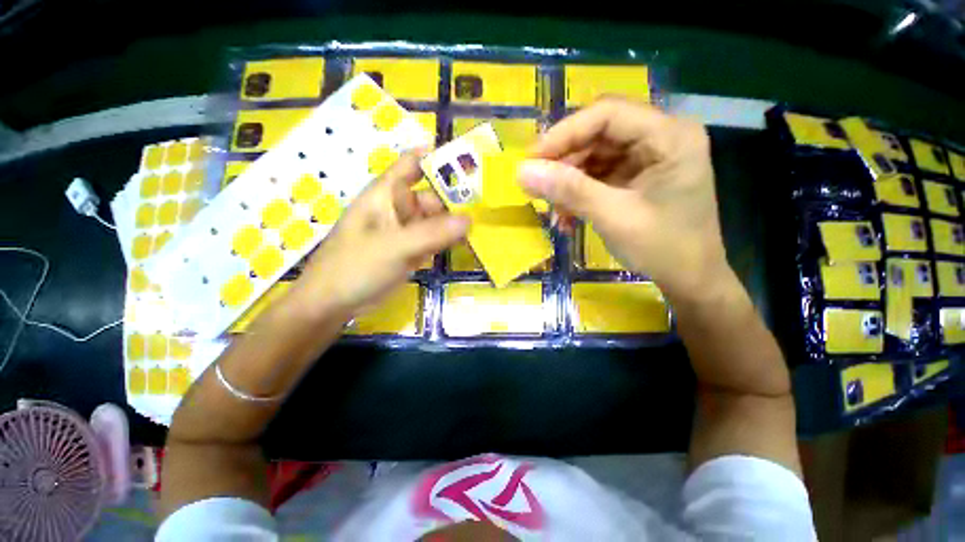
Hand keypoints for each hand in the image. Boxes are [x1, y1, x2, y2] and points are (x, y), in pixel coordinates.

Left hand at [293, 152, 468, 317]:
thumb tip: (468, 220)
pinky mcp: (411, 250)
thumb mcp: (394, 247)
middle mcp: (398, 208)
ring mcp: (406, 231)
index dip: (437, 158)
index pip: (412, 164)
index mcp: (386, 194)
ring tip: (485, 225)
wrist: (333, 304)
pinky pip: (435, 240)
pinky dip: (449, 241)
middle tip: (487, 207)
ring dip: (456, 223)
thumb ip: (432, 233)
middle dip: (457, 199)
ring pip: (436, 220)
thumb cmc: (355, 267)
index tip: (469, 161)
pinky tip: (469, 244)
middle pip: (432, 195)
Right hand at [518, 97, 727, 300]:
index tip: (531, 161)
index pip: (607, 114)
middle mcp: (661, 137)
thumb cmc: (663, 249)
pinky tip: (568, 218)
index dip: (563, 134)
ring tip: (554, 212)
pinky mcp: (637, 176)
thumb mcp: (613, 218)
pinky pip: (598, 175)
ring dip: (568, 183)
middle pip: (598, 133)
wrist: (690, 279)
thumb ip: (569, 191)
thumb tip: (521, 172)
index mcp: (670, 136)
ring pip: (594, 156)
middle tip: (536, 188)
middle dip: (564, 163)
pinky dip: (578, 194)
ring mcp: (649, 157)